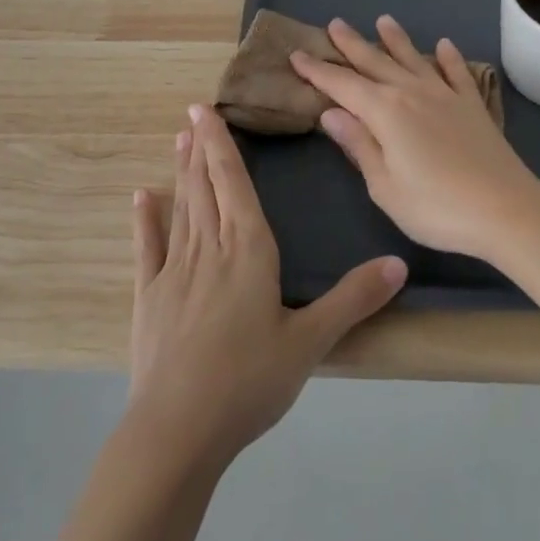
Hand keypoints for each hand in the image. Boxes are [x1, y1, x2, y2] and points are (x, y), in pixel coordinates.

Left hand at [126, 105, 406, 470]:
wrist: (178, 429)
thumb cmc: (249, 381)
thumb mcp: (310, 342)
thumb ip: (353, 299)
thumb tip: (398, 262)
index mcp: (248, 250)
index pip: (234, 183)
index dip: (221, 145)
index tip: (206, 111)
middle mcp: (209, 248)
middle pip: (206, 186)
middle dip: (201, 147)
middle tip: (192, 113)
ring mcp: (175, 270)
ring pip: (182, 207)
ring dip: (182, 171)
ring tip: (178, 140)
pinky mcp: (150, 296)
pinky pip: (148, 247)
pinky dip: (145, 219)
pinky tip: (141, 196)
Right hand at [290, 16, 539, 261]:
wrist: (506, 210)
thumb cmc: (436, 207)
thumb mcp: (384, 186)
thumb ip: (358, 145)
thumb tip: (330, 112)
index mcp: (384, 112)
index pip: (342, 85)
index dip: (318, 70)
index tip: (297, 54)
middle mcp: (412, 93)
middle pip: (375, 62)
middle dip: (352, 44)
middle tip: (335, 24)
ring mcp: (445, 96)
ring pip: (414, 59)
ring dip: (396, 39)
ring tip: (384, 20)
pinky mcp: (473, 106)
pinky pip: (457, 73)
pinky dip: (449, 57)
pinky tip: (444, 45)